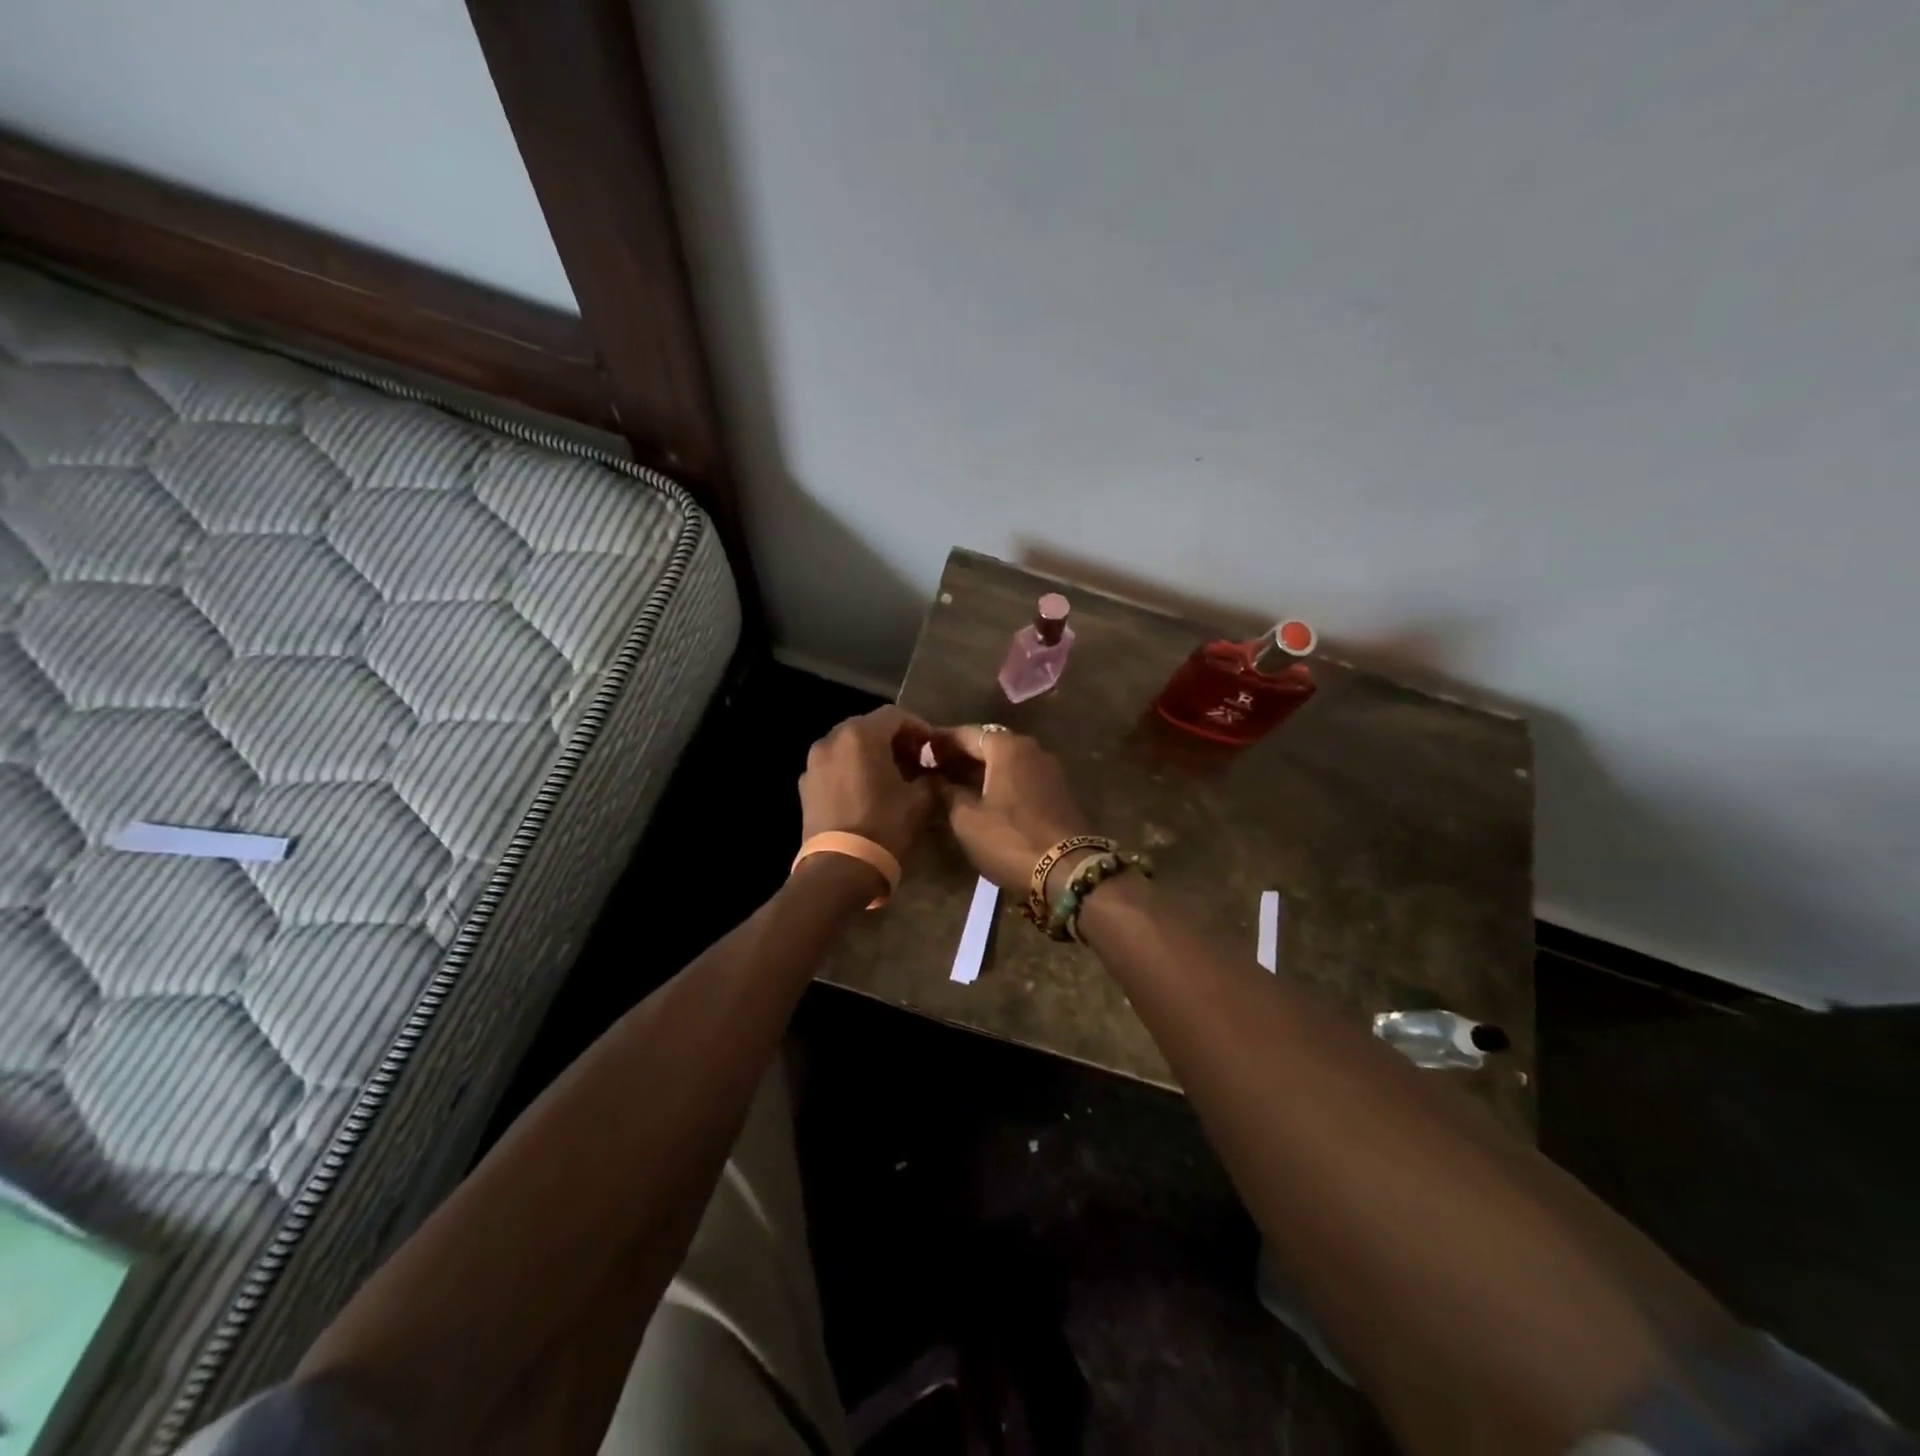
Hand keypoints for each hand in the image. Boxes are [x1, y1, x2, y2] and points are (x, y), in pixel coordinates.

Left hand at [799, 706, 938, 863]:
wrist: (840, 868)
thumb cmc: (884, 826)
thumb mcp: (920, 801)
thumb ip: (931, 778)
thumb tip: (933, 775)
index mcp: (861, 735)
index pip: (895, 715)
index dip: (918, 727)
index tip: (933, 747)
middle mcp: (832, 740)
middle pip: (869, 727)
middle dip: (894, 740)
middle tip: (915, 761)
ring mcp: (814, 763)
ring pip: (849, 746)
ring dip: (871, 755)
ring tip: (890, 777)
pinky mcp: (805, 786)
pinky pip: (834, 767)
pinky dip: (852, 770)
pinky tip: (866, 793)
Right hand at [930, 726, 1093, 895]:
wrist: (1067, 870)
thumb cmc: (1010, 839)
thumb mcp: (967, 820)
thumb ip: (948, 794)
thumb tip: (937, 782)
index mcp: (1007, 747)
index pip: (966, 734)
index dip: (940, 742)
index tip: (920, 750)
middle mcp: (1031, 749)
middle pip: (989, 744)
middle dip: (961, 756)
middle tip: (934, 769)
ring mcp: (1049, 770)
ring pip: (1006, 762)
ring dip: (981, 770)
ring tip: (954, 785)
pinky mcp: (1058, 792)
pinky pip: (1021, 778)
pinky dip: (1000, 782)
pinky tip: (983, 799)